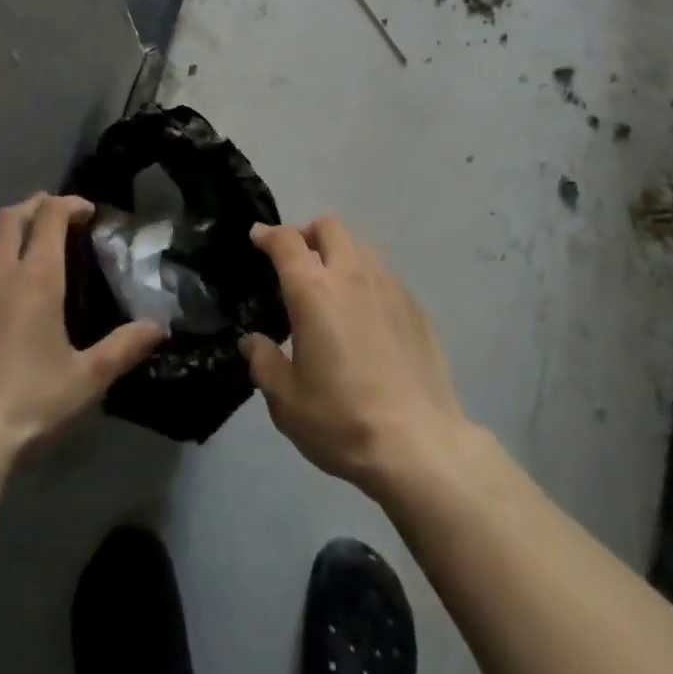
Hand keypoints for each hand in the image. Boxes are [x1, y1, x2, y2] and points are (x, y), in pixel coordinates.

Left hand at [0, 193, 166, 459]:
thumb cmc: (30, 404)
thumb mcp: (87, 379)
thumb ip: (124, 347)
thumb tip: (160, 326)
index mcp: (36, 277)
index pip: (50, 215)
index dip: (69, 204)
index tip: (86, 212)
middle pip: (11, 215)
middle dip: (35, 206)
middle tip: (53, 217)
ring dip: (5, 232)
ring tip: (21, 248)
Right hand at [241, 218, 473, 494]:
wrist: (419, 446)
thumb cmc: (342, 420)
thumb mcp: (286, 401)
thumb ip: (264, 362)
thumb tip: (253, 341)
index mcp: (313, 290)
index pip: (286, 242)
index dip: (268, 234)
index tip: (258, 237)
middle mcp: (351, 275)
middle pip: (329, 227)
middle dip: (307, 233)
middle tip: (296, 259)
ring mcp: (389, 287)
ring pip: (360, 247)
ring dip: (340, 255)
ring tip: (332, 287)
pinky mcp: (416, 307)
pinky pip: (384, 277)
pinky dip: (366, 282)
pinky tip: (366, 316)